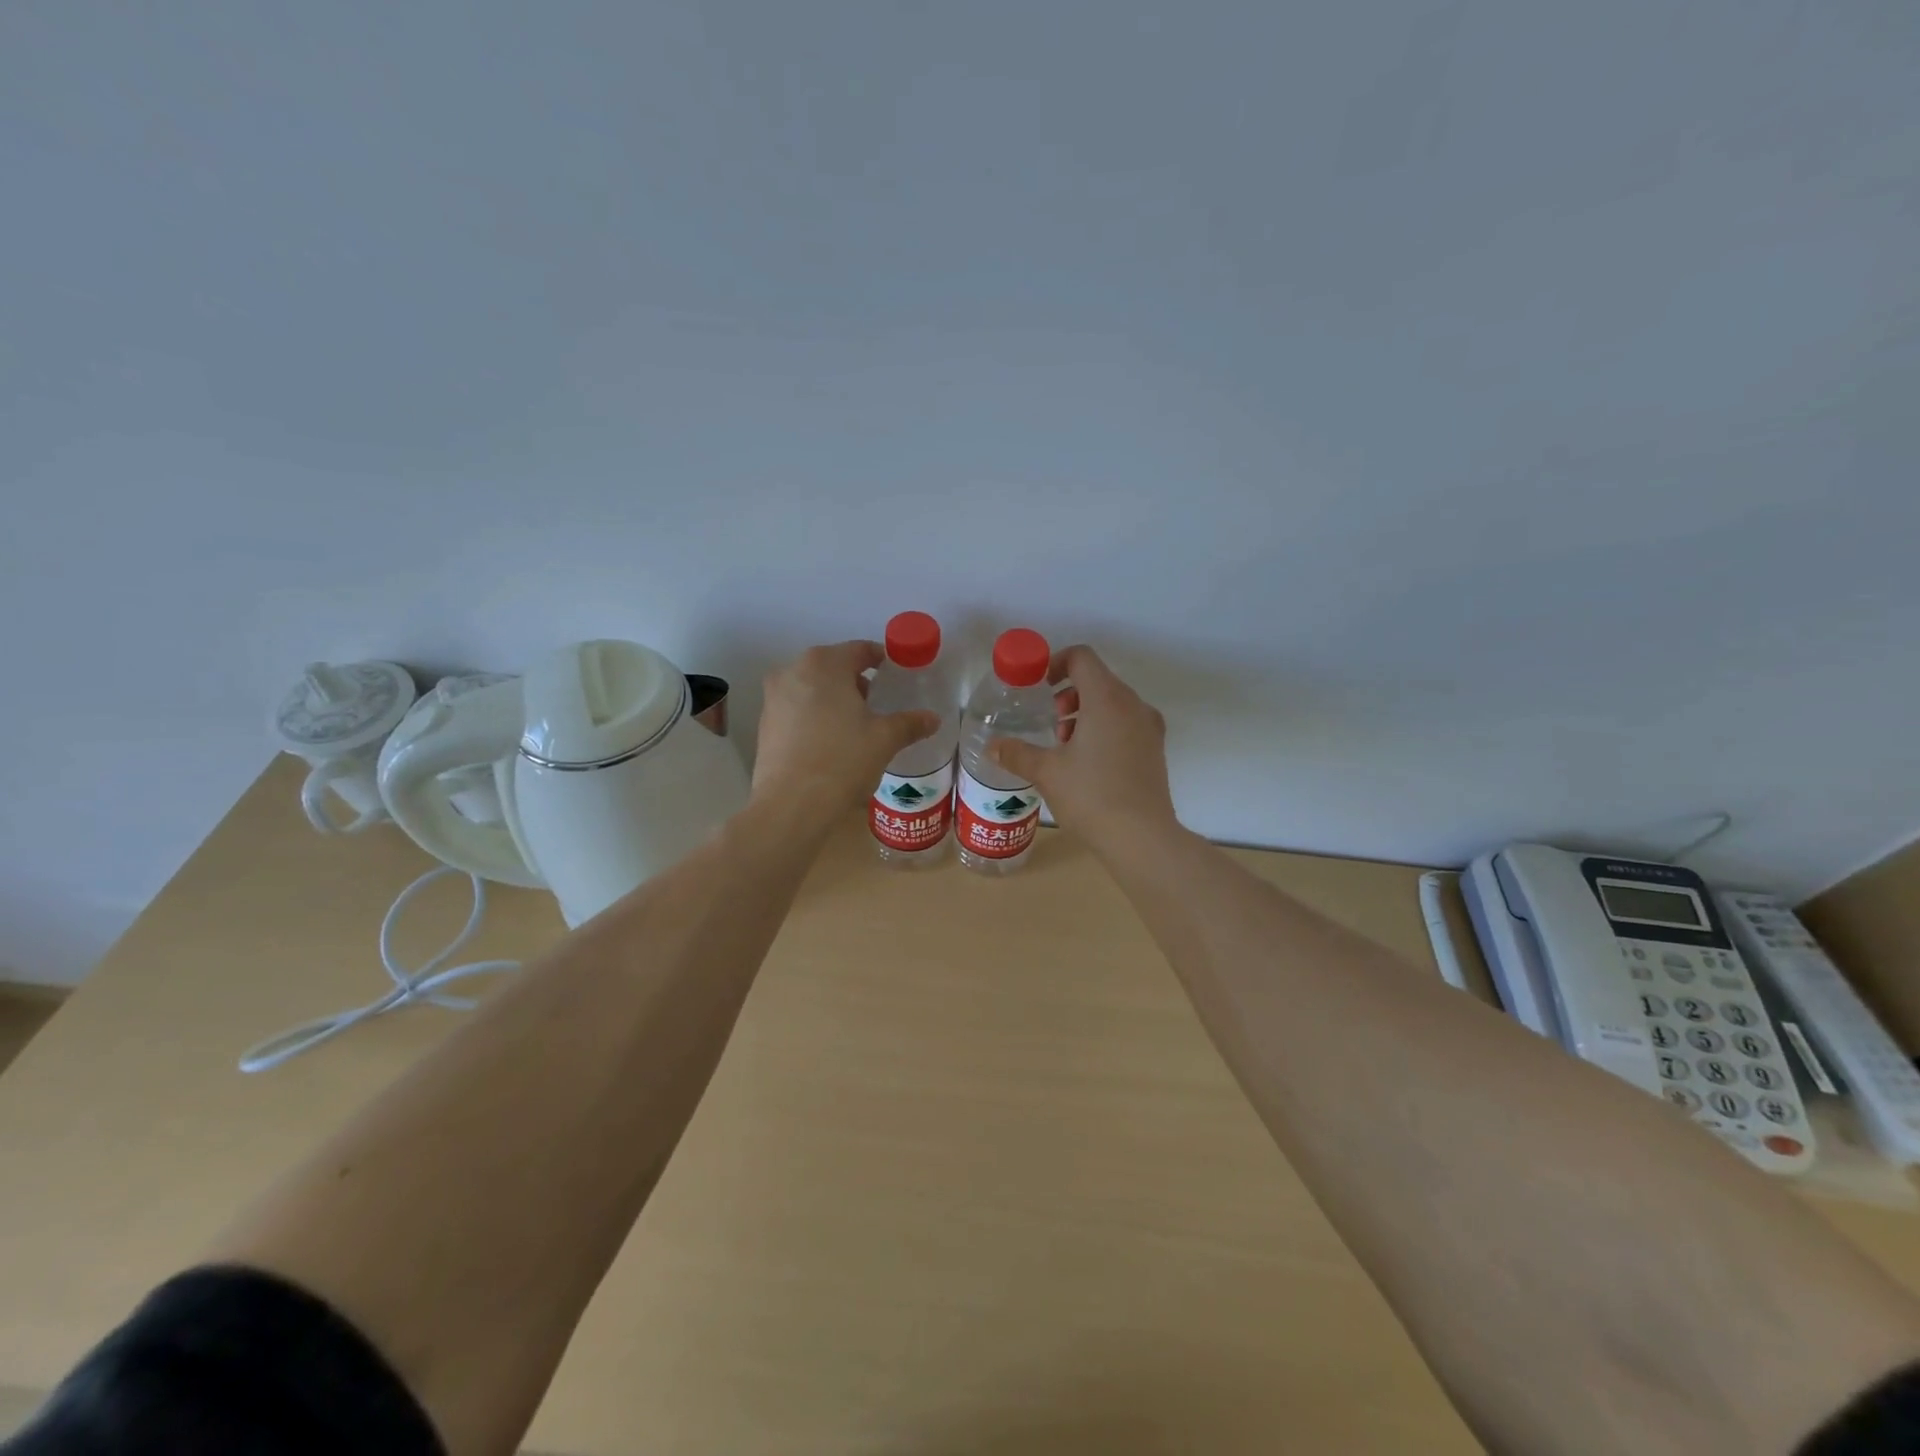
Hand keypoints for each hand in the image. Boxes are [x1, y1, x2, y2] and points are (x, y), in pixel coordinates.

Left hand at [753, 641, 940, 819]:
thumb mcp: (884, 739)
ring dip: (834, 700)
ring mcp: (773, 697)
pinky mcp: (765, 724)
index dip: (882, 661)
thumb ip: (910, 723)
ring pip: (812, 688)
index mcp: (824, 663)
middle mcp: (792, 671)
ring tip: (855, 726)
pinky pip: (796, 710)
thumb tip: (932, 719)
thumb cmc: (843, 760)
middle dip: (856, 682)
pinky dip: (814, 717)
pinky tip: (830, 743)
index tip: (896, 676)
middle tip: (877, 704)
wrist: (791, 804)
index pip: (860, 650)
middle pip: (833, 667)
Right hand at [988, 645, 1177, 850]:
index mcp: (1107, 699)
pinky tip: (1089, 764)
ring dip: (1086, 713)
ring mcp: (1149, 727)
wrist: (1142, 837)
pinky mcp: (1156, 750)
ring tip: (1067, 748)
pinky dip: (1105, 729)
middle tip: (1053, 725)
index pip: (1082, 658)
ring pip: (1114, 703)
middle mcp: (1133, 705)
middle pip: (1098, 679)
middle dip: (1069, 695)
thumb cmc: (1091, 796)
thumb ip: (1017, 753)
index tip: (1039, 687)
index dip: (1056, 663)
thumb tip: (992, 746)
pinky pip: (1127, 723)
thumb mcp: (1047, 772)